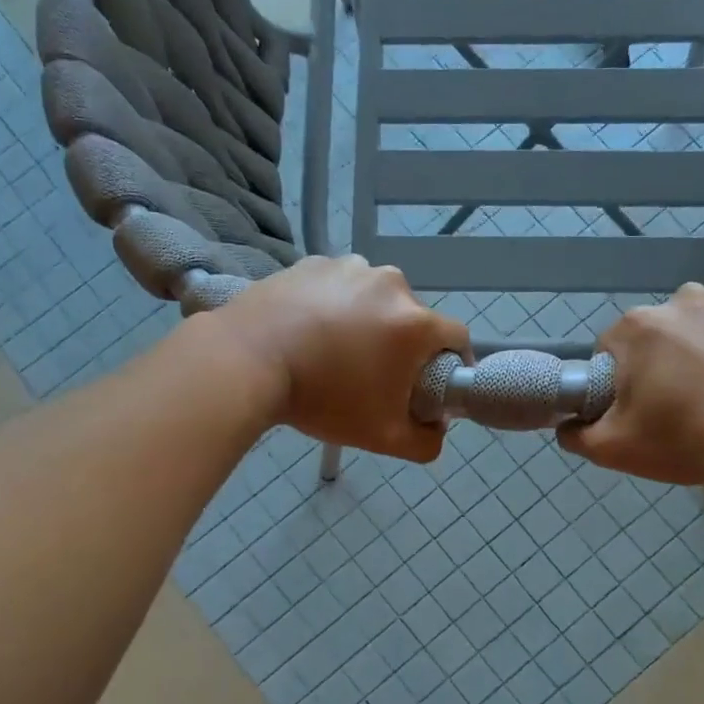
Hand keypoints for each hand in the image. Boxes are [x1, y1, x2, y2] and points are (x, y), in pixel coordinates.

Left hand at [205, 255, 469, 462]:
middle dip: (403, 346)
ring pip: (376, 300)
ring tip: (336, 351)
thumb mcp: (383, 438)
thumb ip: (426, 442)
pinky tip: (310, 330)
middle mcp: (391, 283)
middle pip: (414, 319)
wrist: (245, 360)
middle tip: (374, 376)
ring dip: (369, 322)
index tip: (430, 385)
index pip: (457, 339)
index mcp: (416, 322)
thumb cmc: (322, 399)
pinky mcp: (313, 261)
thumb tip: (437, 429)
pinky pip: (339, 286)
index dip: (451, 365)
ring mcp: (350, 267)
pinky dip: (335, 305)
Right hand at [559, 283, 703, 488]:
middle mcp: (683, 299)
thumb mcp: (615, 449)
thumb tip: (566, 424)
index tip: (642, 405)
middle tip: (686, 400)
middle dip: (667, 357)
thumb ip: (577, 434)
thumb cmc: (686, 441)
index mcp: (638, 327)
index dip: (624, 378)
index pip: (615, 347)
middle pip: (663, 329)